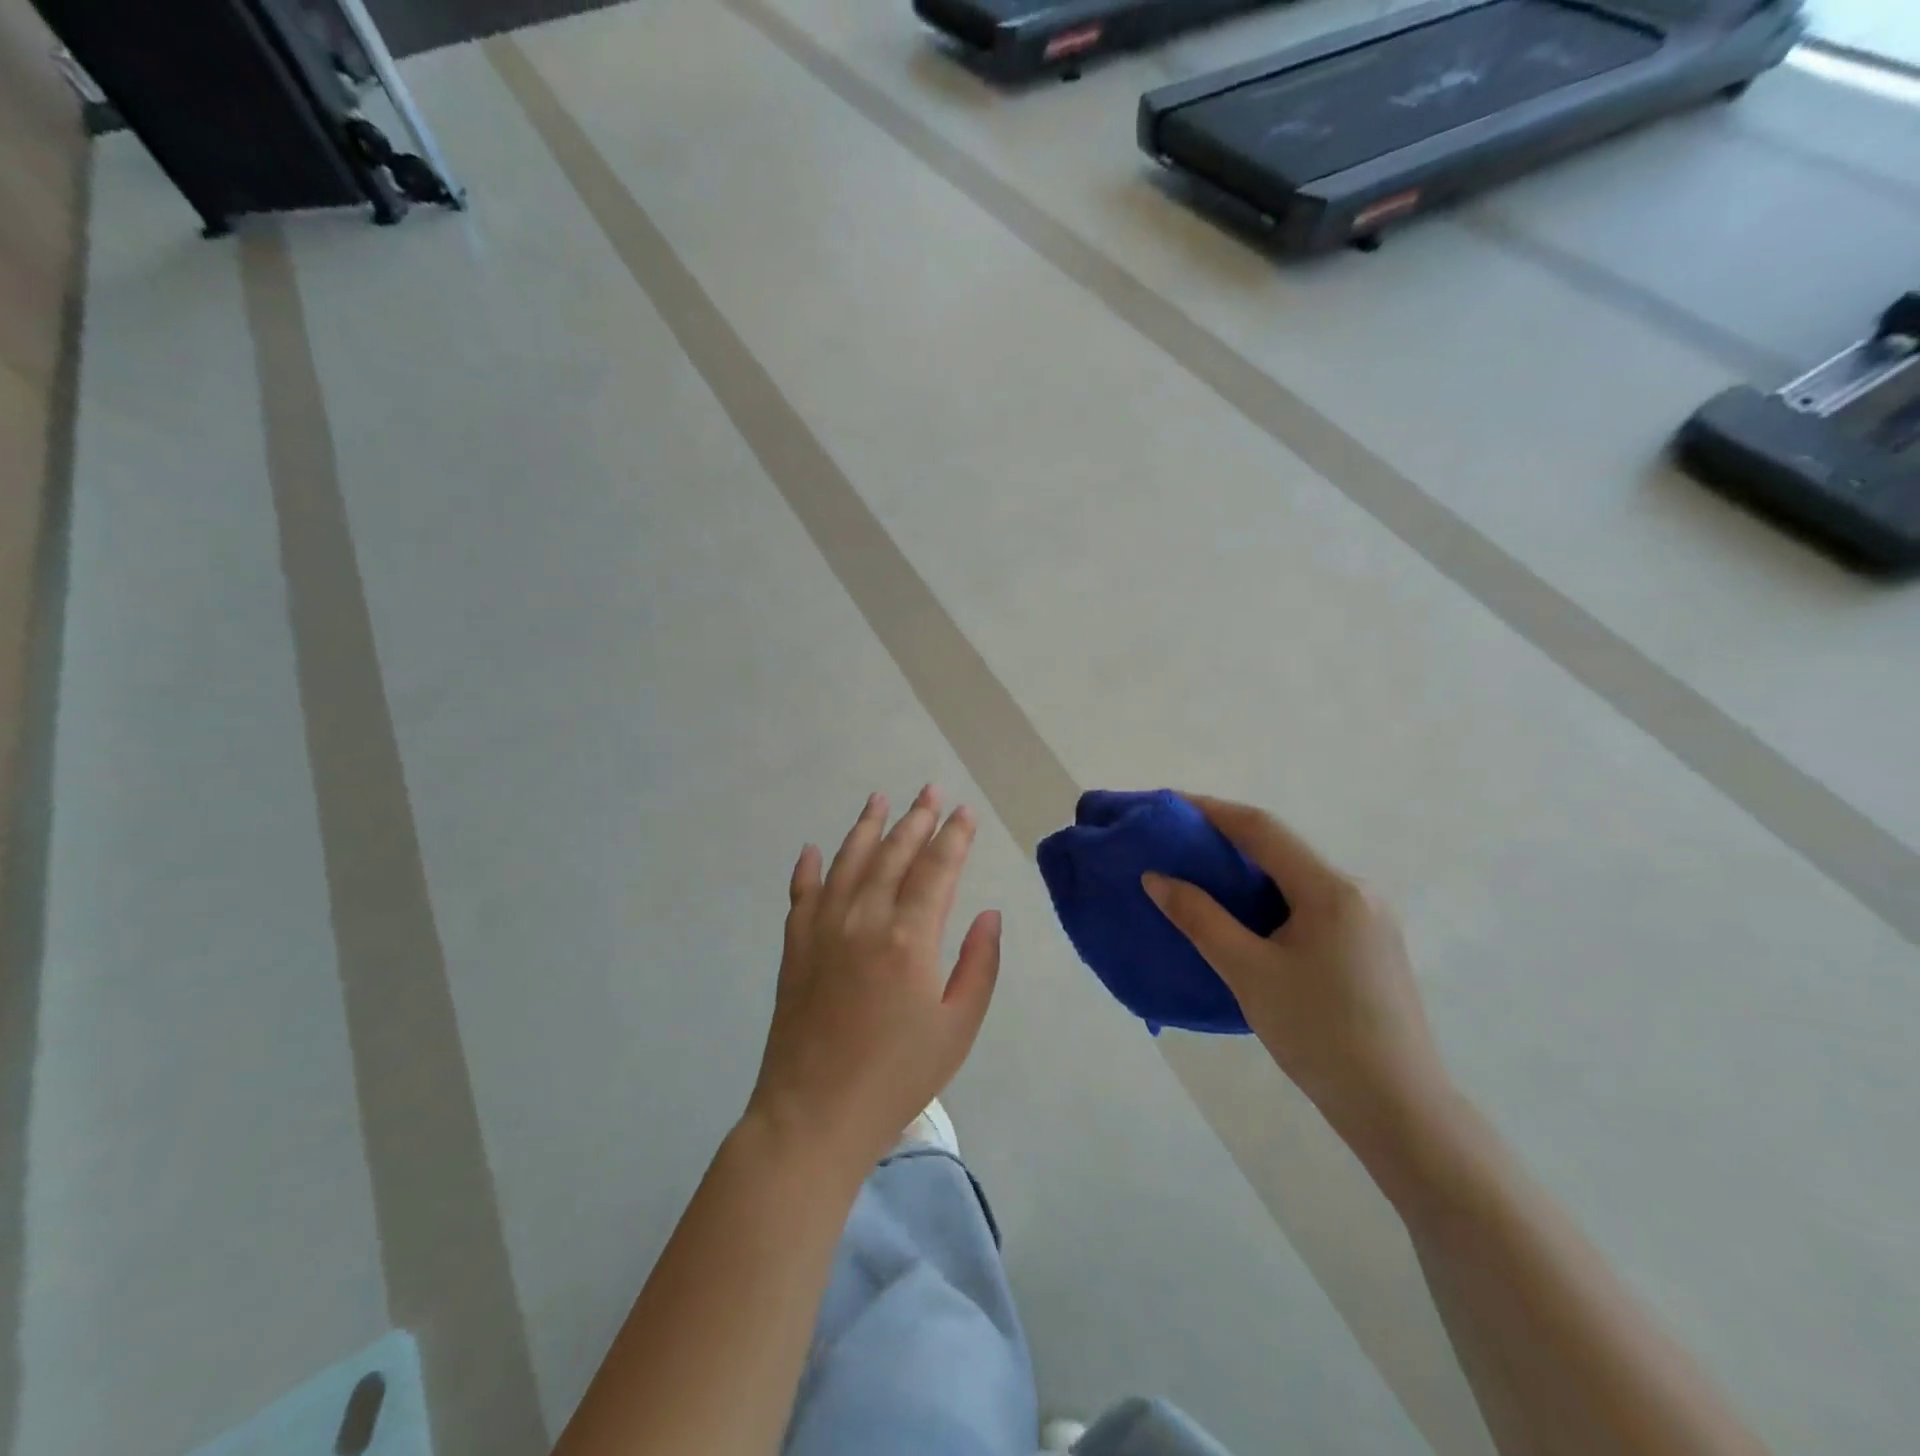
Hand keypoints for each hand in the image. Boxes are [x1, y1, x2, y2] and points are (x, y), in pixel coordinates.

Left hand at [746, 787, 1001, 1174]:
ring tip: (880, 798)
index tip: (965, 812)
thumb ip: (979, 965)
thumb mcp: (958, 1027)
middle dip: (916, 819)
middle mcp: (864, 919)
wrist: (814, 1116)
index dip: (954, 837)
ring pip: (847, 862)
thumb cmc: (897, 1076)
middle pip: (893, 854)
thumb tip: (989, 915)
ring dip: (866, 827)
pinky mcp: (795, 947)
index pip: (937, 869)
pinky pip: (801, 894)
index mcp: (910, 938)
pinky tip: (814, 850)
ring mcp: (823, 929)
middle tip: (930, 790)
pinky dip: (809, 868)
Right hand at [1144, 795, 1450, 1152]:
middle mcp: (1357, 891)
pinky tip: (1244, 917)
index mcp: (1332, 889)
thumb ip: (1200, 918)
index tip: (1169, 806)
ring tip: (1199, 877)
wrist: (1399, 1109)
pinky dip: (1270, 897)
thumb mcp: (1248, 972)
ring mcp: (1369, 918)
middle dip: (1226, 840)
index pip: (1262, 829)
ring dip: (1248, 871)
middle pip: (1281, 849)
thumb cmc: (1319, 1034)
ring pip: (1296, 877)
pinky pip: (1311, 903)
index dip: (1211, 810)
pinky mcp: (1370, 945)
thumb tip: (1156, 878)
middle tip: (1176, 845)